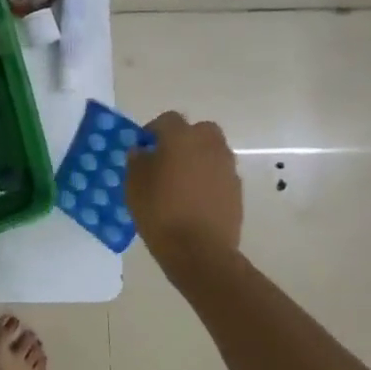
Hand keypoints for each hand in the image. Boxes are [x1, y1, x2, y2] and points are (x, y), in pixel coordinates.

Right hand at [125, 111, 243, 268]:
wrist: (199, 250)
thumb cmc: (159, 212)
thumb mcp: (134, 185)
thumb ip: (137, 161)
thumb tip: (141, 151)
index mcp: (181, 139)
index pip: (168, 119)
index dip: (154, 129)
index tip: (143, 146)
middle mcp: (209, 146)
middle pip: (199, 130)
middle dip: (184, 138)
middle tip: (167, 158)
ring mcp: (227, 167)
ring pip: (213, 151)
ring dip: (198, 158)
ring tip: (181, 181)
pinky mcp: (237, 189)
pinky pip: (220, 173)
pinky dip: (209, 178)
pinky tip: (195, 198)